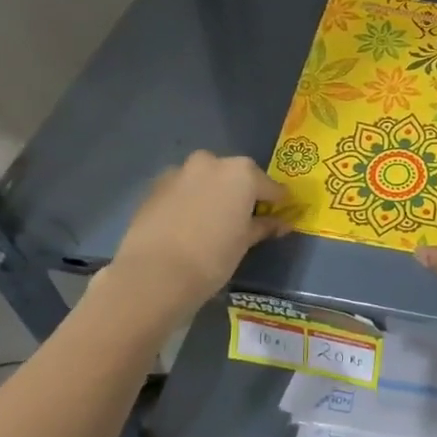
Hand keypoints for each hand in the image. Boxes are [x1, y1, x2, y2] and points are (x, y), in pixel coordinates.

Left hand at [110, 152, 289, 308]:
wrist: (155, 273)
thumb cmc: (213, 256)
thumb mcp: (245, 242)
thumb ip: (264, 226)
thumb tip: (282, 223)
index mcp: (241, 173)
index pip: (270, 186)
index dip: (277, 203)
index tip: (280, 216)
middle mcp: (211, 163)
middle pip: (235, 176)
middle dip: (241, 194)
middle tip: (243, 219)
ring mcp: (179, 172)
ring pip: (205, 180)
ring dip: (213, 194)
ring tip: (212, 222)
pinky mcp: (154, 187)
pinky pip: (182, 190)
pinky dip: (189, 201)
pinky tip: (188, 225)